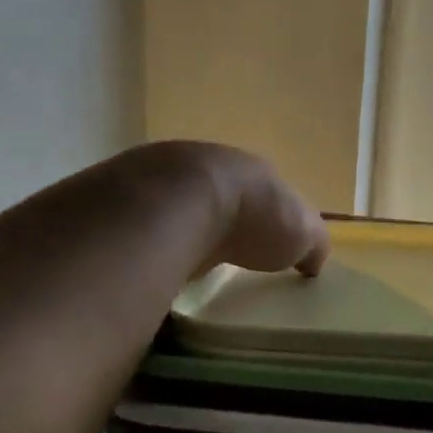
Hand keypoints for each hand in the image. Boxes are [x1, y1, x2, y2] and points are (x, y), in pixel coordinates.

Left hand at [149, 141, 329, 277]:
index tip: (261, 244)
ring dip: (176, 230)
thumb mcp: (301, 233)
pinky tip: (146, 265)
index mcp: (246, 171)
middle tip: (218, 259)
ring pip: (170, 207)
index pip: (258, 191)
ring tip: (180, 266)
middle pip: (211, 196)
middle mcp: (200, 166)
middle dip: (215, 221)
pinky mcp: (118, 201)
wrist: (176, 204)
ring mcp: (155, 179)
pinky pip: (137, 225)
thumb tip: (314, 260)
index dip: (261, 216)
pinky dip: (144, 242)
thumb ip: (312, 243)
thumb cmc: (249, 217)